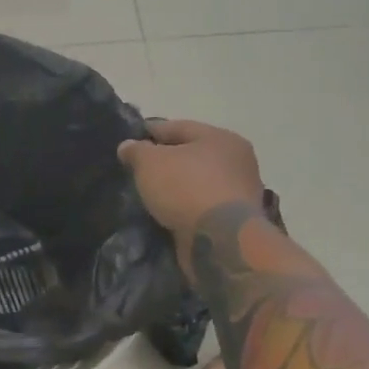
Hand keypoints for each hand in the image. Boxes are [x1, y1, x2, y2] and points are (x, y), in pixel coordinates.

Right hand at [117, 119, 268, 236]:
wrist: (220, 241)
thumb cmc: (186, 188)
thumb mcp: (150, 162)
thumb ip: (136, 150)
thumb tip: (128, 146)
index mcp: (221, 138)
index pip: (178, 127)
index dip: (151, 132)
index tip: (130, 141)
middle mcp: (237, 161)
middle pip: (191, 155)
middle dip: (166, 162)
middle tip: (139, 170)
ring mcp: (240, 192)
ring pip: (197, 182)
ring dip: (176, 188)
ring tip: (150, 195)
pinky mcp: (236, 221)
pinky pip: (202, 206)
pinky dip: (185, 208)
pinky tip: (166, 213)